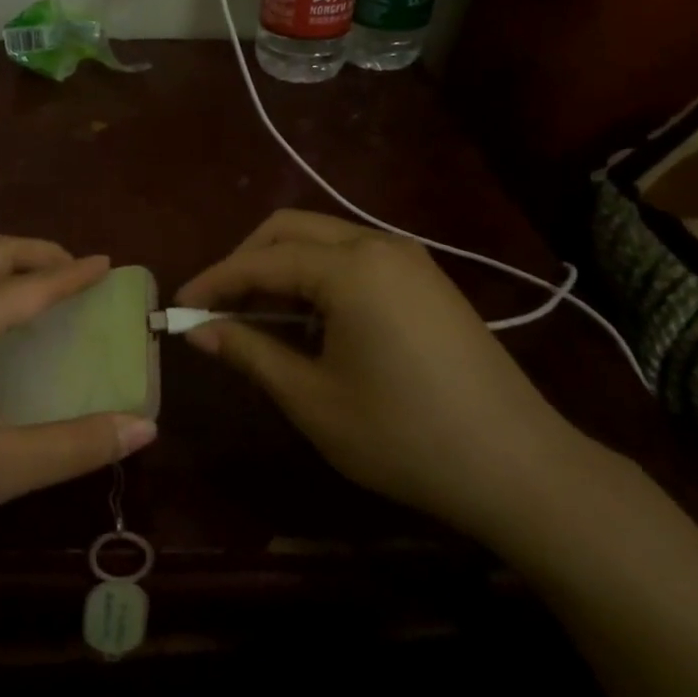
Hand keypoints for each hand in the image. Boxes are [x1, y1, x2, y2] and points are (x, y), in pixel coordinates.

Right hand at [176, 210, 591, 542]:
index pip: (261, 260)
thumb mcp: (313, 399)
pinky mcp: (425, 279)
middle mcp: (378, 244)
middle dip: (245, 261)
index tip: (178, 306)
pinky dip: (316, 274)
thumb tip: (198, 329)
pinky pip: (353, 256)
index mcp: (350, 268)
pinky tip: (309, 318)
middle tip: (216, 306)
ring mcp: (408, 258)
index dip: (214, 281)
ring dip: (280, 265)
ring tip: (255, 314)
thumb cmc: (404, 436)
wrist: (519, 467)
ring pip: (322, 238)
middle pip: (289, 229)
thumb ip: (250, 352)